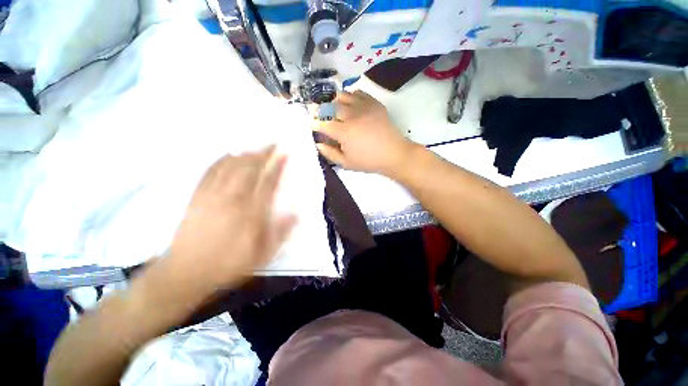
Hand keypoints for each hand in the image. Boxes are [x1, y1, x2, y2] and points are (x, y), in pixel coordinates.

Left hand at [166, 147, 295, 294]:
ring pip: (231, 166)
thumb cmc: (228, 264)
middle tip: (272, 143)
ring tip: (255, 146)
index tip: (284, 153)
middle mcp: (232, 198)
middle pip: (249, 168)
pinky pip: (211, 171)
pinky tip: (228, 154)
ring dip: (245, 153)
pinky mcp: (197, 196)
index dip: (277, 165)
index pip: (268, 181)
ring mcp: (212, 195)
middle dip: (263, 153)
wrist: (185, 273)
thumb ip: (280, 233)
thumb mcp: (262, 254)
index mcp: (251, 212)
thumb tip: (296, 213)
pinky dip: (221, 159)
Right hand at [313, 90, 417, 174]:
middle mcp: (351, 115)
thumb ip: (330, 153)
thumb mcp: (347, 163)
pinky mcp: (374, 103)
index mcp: (343, 132)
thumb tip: (318, 143)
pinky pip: (358, 93)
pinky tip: (352, 105)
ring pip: (343, 95)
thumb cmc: (369, 161)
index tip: (313, 126)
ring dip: (336, 101)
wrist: (393, 153)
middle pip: (331, 106)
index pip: (323, 124)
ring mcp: (363, 107)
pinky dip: (351, 97)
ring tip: (336, 109)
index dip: (315, 124)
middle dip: (323, 111)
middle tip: (323, 116)